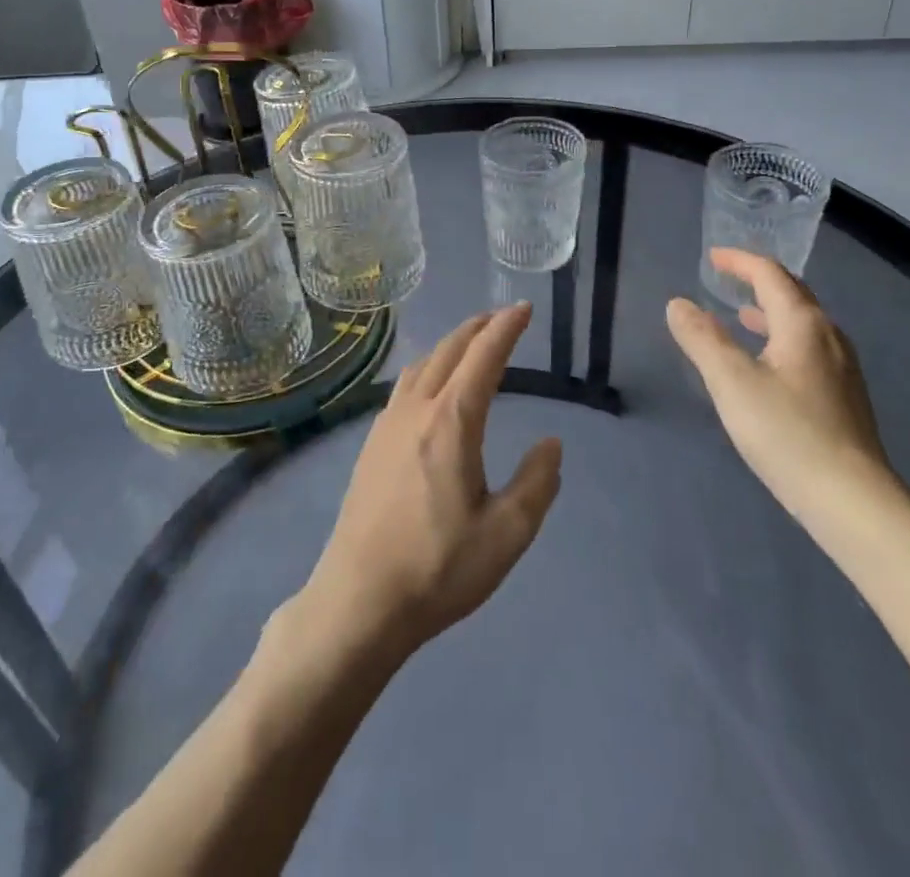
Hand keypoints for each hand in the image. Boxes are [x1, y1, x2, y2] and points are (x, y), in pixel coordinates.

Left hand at [291, 305, 562, 662]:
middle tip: (502, 317)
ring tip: (470, 342)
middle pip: (449, 351)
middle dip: (478, 327)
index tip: (523, 309)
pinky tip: (431, 385)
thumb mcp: (506, 533)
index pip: (483, 357)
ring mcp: (387, 425)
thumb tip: (550, 444)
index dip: (506, 329)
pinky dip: (428, 366)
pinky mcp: (371, 444)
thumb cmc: (438, 568)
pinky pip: (405, 385)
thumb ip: (537, 482)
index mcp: (452, 422)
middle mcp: (417, 410)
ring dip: (450, 344)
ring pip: (422, 364)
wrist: (359, 600)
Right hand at [666, 248, 889, 518]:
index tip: (713, 258)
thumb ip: (702, 339)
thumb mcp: (731, 382)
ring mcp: (842, 368)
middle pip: (793, 293)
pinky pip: (808, 348)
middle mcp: (828, 336)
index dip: (740, 262)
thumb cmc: (787, 432)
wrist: (852, 501)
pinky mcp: (844, 397)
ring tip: (742, 317)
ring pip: (803, 323)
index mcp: (803, 324)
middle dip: (758, 281)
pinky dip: (781, 338)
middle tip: (726, 279)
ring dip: (770, 311)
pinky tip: (769, 365)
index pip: (771, 275)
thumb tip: (678, 303)